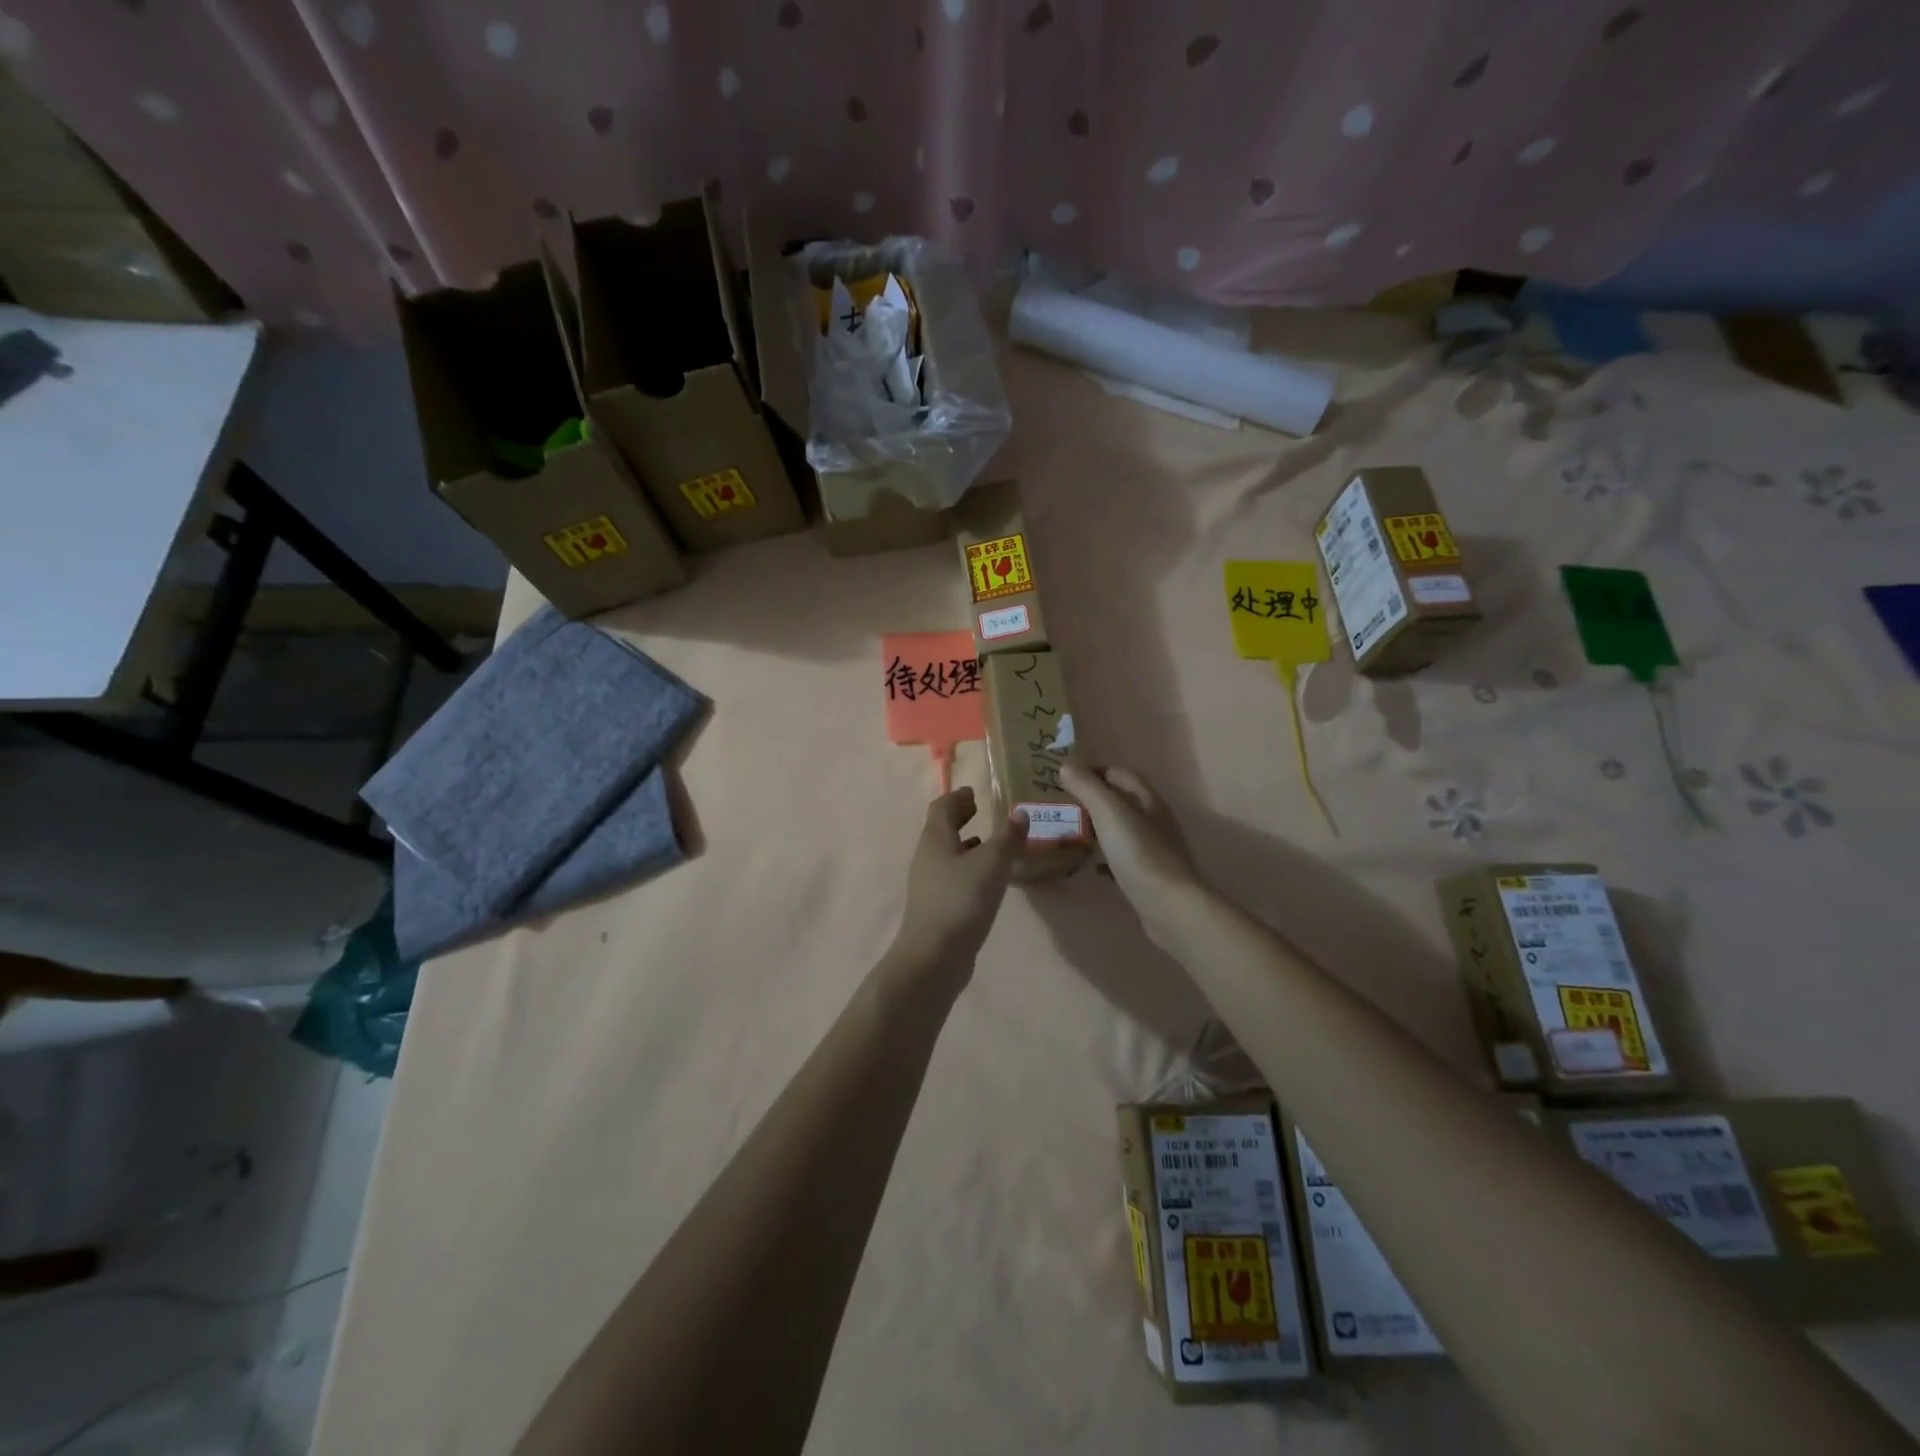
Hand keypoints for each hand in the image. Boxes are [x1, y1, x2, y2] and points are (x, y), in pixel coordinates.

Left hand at [890, 788, 1028, 975]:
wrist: (934, 957)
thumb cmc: (961, 900)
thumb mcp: (992, 864)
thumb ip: (1008, 837)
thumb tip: (1020, 812)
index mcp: (935, 839)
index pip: (942, 807)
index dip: (958, 797)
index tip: (973, 791)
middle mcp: (927, 857)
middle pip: (941, 829)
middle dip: (960, 817)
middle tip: (980, 809)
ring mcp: (929, 884)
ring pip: (947, 853)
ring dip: (965, 843)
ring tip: (989, 841)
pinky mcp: (936, 906)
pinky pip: (952, 875)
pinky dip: (968, 867)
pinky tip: (987, 879)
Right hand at [1058, 763, 1202, 946]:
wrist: (1169, 907)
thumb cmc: (1140, 854)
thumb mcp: (1109, 813)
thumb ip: (1087, 787)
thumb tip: (1065, 765)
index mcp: (1149, 801)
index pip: (1122, 775)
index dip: (1096, 771)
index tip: (1068, 777)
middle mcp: (1155, 822)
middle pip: (1122, 802)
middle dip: (1094, 801)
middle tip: (1063, 805)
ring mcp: (1154, 851)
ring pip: (1121, 831)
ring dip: (1098, 829)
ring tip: (1070, 832)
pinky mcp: (1148, 877)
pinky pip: (1122, 860)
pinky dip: (1105, 858)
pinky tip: (1090, 866)